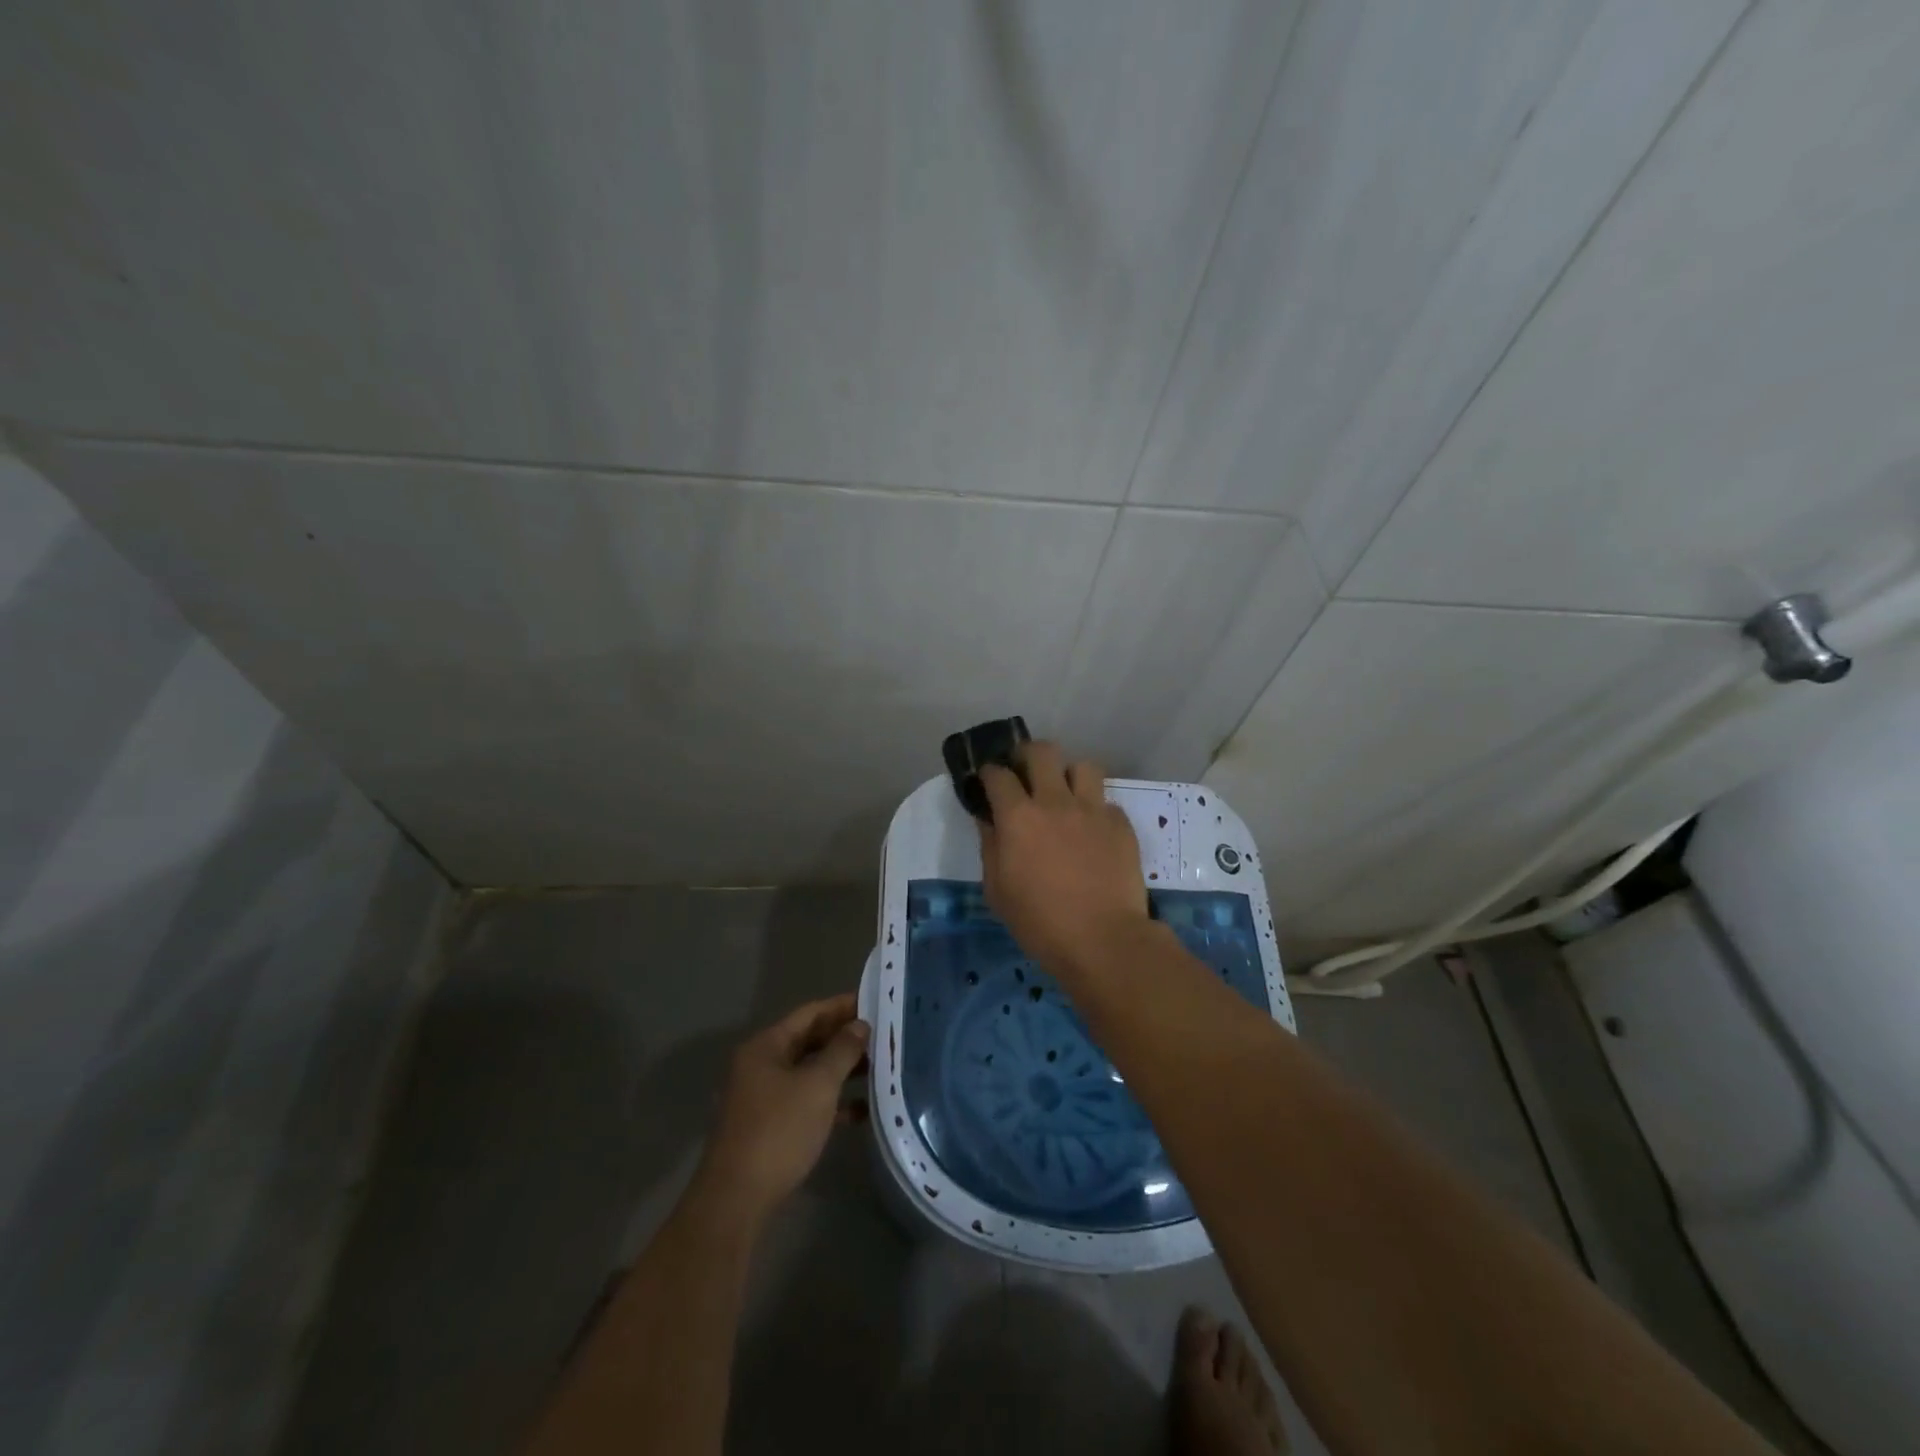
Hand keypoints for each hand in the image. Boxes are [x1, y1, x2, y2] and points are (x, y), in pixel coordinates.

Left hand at [696, 994, 869, 1220]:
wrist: (737, 1199)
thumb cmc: (779, 1131)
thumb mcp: (818, 1085)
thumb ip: (841, 1051)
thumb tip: (860, 1025)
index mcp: (766, 1046)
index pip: (810, 1013)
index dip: (842, 1006)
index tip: (875, 1002)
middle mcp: (761, 1065)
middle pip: (809, 1040)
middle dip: (844, 1038)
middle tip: (882, 1035)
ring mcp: (763, 1097)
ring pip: (809, 1072)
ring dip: (841, 1070)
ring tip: (879, 1069)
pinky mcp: (770, 1126)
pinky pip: (806, 1101)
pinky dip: (831, 1101)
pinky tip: (860, 1110)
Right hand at [978, 741, 1151, 980]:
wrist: (1103, 939)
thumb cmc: (1039, 922)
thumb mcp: (997, 891)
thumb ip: (990, 848)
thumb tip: (989, 822)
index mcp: (1018, 817)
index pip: (999, 775)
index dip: (990, 772)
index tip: (989, 780)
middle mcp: (1055, 802)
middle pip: (1042, 751)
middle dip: (1028, 755)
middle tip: (1026, 773)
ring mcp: (1093, 810)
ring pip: (1082, 766)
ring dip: (1069, 776)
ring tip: (1066, 796)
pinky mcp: (1120, 824)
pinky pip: (1106, 802)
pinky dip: (1096, 810)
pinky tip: (1093, 832)